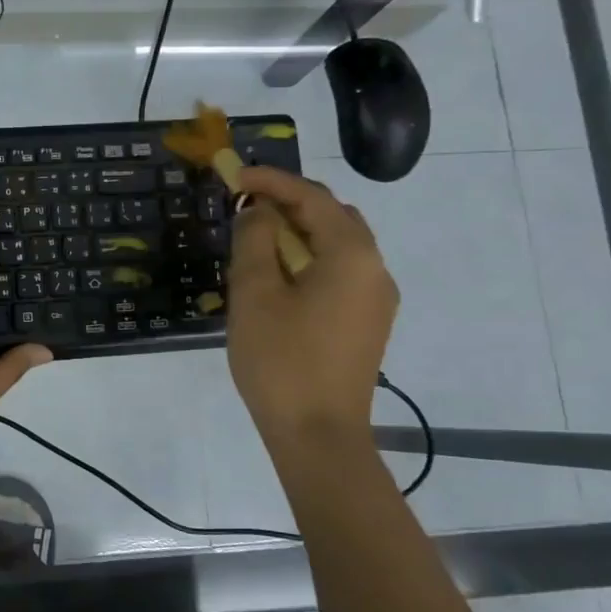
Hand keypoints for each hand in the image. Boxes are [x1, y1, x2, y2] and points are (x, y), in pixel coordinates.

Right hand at [225, 167, 397, 437]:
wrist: (318, 435)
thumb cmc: (281, 360)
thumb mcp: (254, 294)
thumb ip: (255, 240)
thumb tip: (259, 212)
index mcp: (352, 255)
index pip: (312, 198)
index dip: (271, 181)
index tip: (233, 176)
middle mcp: (375, 269)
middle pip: (333, 217)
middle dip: (289, 204)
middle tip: (245, 207)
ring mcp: (377, 299)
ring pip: (339, 246)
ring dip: (299, 233)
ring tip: (256, 242)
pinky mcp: (368, 323)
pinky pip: (341, 273)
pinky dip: (310, 260)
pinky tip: (279, 279)